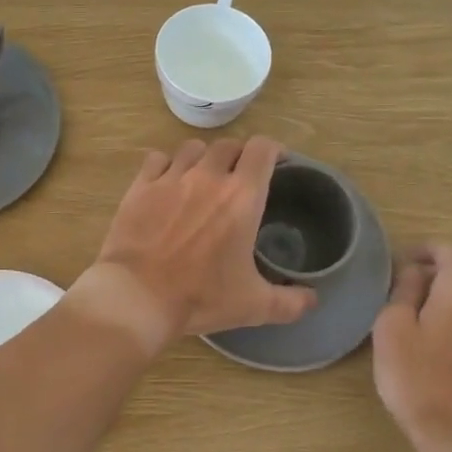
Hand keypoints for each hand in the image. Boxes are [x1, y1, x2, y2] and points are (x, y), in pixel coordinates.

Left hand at [74, 137, 316, 350]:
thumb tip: (313, 299)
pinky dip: (167, 165)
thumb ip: (290, 302)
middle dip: (239, 155)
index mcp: (242, 197)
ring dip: (204, 157)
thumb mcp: (254, 306)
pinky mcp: (141, 187)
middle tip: (240, 176)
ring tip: (203, 176)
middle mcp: (208, 177)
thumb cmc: (200, 297)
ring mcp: (171, 178)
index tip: (277, 162)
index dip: (273, 150)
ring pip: (193, 148)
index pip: (262, 149)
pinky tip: (167, 182)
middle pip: (229, 145)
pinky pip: (157, 159)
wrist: (138, 297)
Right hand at [372, 242, 451, 451]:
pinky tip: (439, 335)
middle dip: (438, 270)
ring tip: (420, 310)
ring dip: (450, 293)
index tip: (401, 262)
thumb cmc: (417, 378)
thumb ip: (404, 290)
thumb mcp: (393, 328)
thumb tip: (416, 274)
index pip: (450, 250)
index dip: (424, 250)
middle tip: (406, 285)